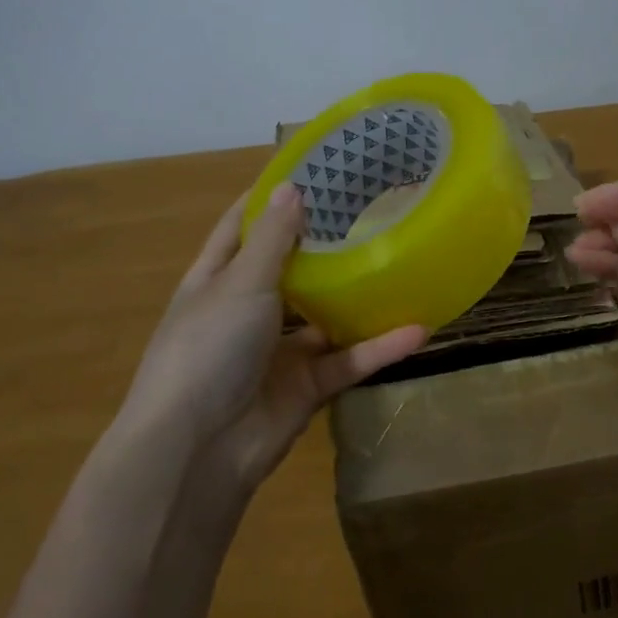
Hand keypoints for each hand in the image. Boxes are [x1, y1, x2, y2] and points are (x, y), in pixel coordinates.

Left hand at [111, 184, 425, 493]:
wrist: (198, 449)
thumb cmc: (207, 349)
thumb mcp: (239, 284)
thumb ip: (271, 239)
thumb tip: (293, 187)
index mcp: (218, 280)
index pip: (242, 227)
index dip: (270, 198)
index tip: (310, 168)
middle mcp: (248, 310)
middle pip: (291, 268)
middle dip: (326, 242)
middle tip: (372, 208)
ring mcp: (278, 350)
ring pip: (327, 316)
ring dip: (359, 298)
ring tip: (403, 263)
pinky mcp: (307, 385)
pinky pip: (348, 360)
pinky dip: (379, 347)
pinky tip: (418, 328)